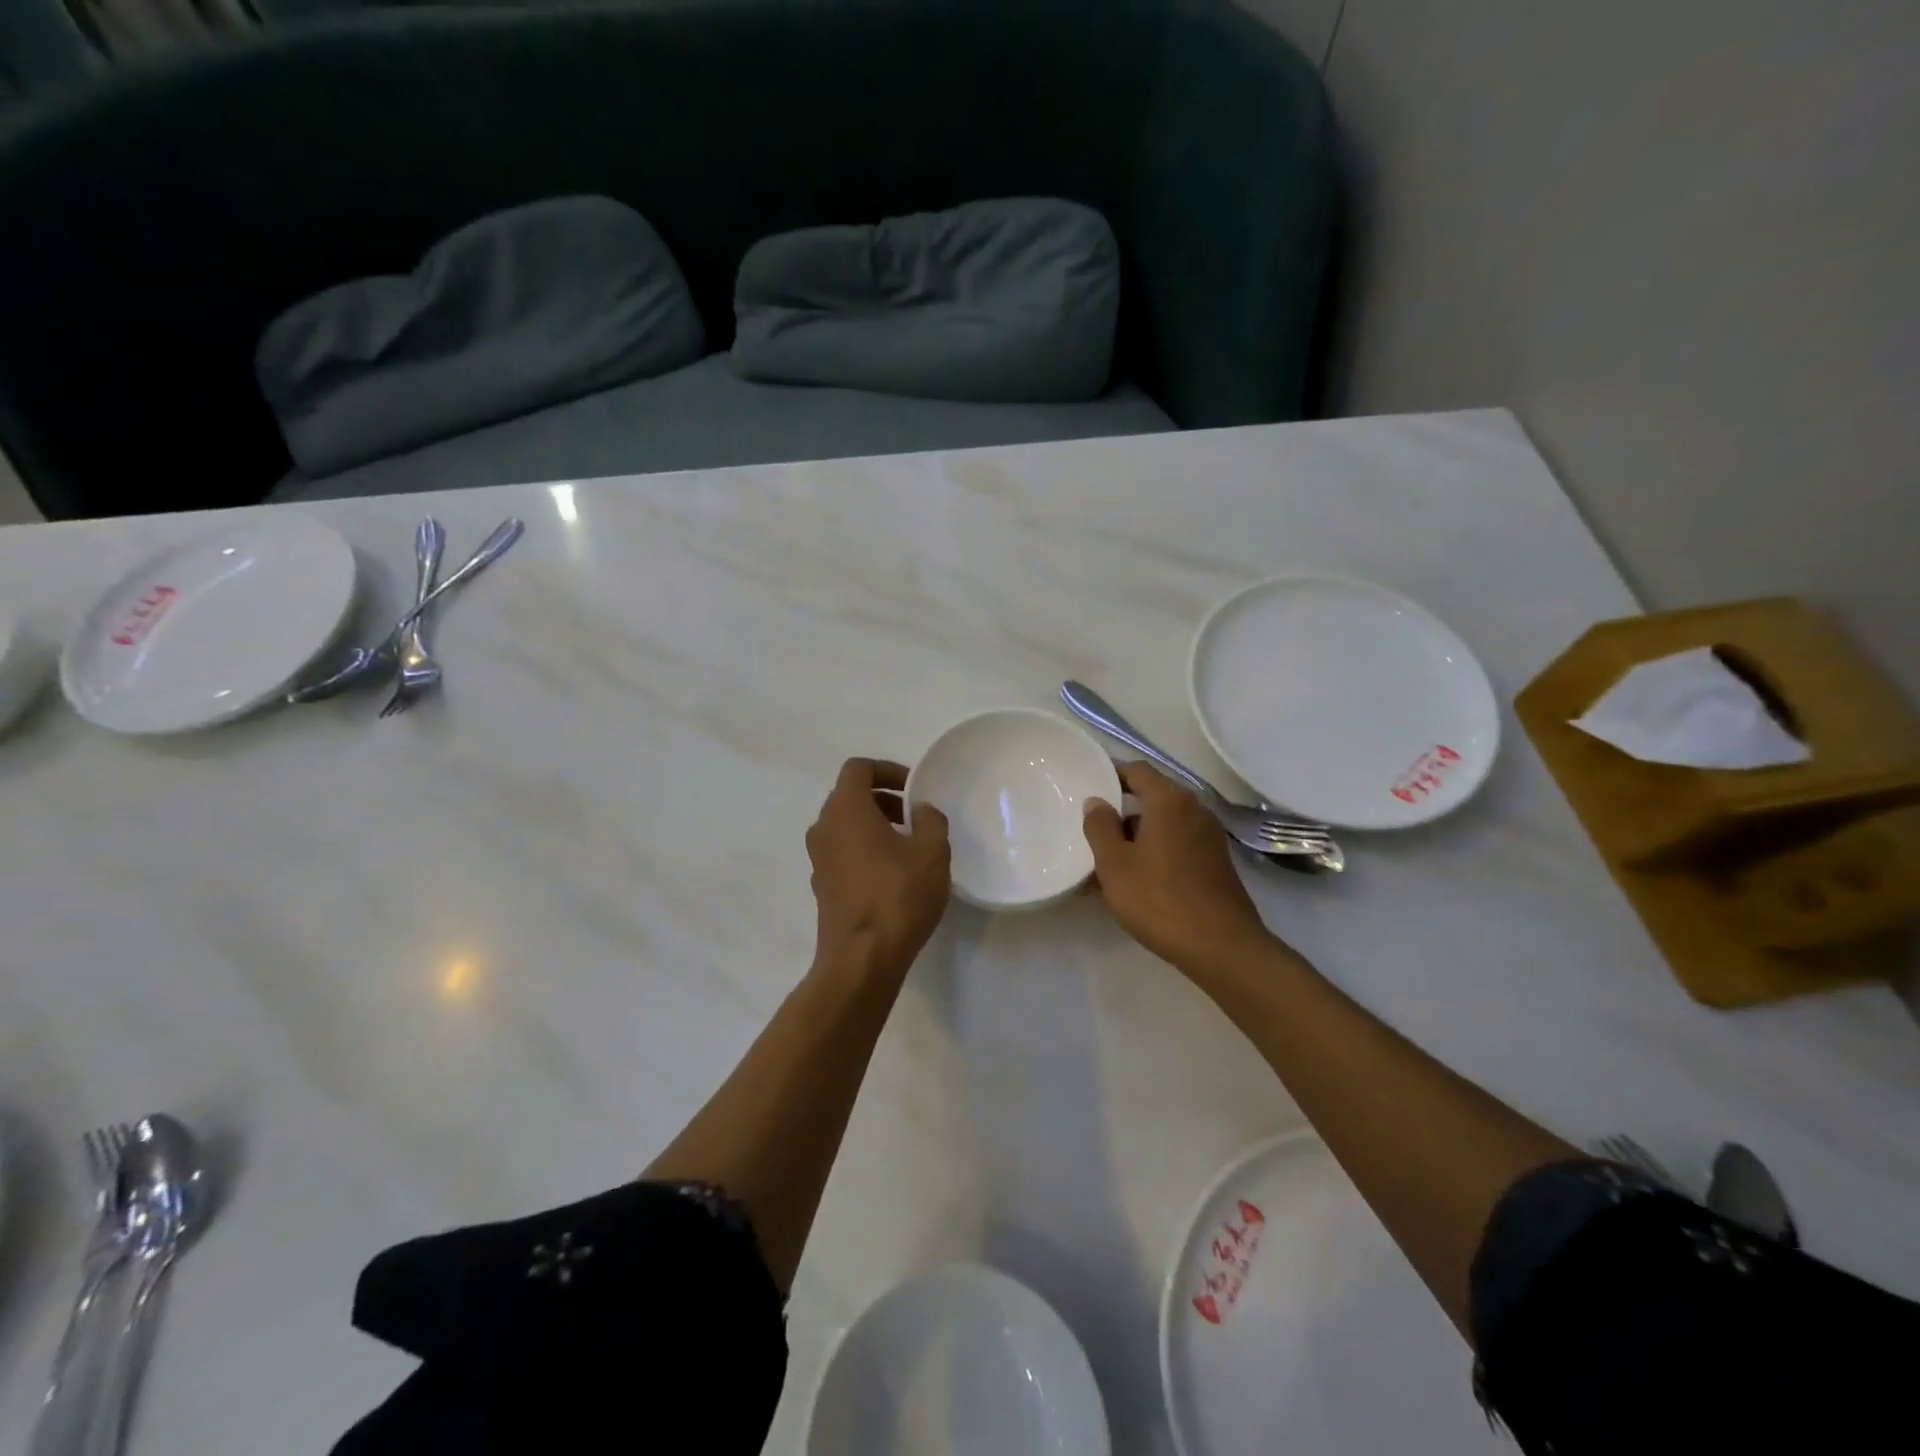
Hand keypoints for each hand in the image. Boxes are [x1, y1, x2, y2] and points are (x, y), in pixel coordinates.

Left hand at [807, 758, 951, 979]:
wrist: (862, 959)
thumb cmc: (898, 896)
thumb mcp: (932, 852)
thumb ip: (930, 820)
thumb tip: (921, 812)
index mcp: (845, 809)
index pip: (858, 769)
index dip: (887, 770)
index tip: (913, 788)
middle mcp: (824, 828)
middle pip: (849, 796)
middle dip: (883, 799)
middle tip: (914, 817)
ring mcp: (818, 859)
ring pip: (845, 826)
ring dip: (874, 825)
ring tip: (907, 846)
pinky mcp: (822, 886)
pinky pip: (842, 852)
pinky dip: (864, 850)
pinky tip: (892, 874)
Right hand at [1083, 761, 1277, 976]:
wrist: (1222, 947)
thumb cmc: (1160, 899)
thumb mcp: (1115, 864)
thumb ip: (1100, 827)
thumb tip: (1096, 802)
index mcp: (1170, 801)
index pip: (1137, 770)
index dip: (1111, 774)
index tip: (1088, 786)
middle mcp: (1194, 810)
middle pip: (1151, 798)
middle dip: (1119, 812)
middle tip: (1090, 831)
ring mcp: (1208, 837)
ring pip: (1162, 826)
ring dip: (1134, 838)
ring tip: (1104, 865)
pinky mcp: (1215, 863)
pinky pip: (1176, 846)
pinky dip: (1153, 854)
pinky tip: (1132, 883)